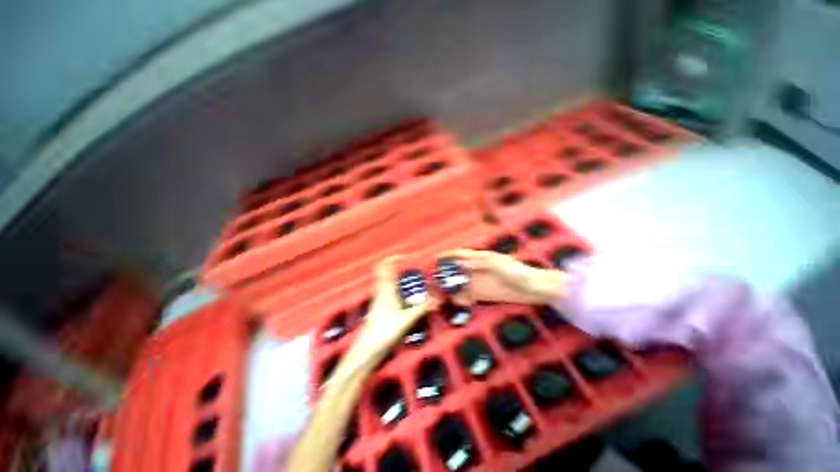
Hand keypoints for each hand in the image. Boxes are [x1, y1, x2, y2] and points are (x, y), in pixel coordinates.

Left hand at [352, 256, 435, 360]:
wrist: (366, 350)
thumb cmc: (384, 331)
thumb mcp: (406, 319)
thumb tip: (439, 299)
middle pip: (384, 271)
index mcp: (386, 289)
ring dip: (395, 276)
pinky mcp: (378, 307)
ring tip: (410, 278)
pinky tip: (404, 295)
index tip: (407, 256)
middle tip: (410, 265)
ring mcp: (378, 299)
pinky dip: (395, 287)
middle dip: (395, 265)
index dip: (394, 258)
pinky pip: (386, 290)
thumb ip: (423, 308)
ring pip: (385, 280)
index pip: (385, 266)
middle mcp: (380, 291)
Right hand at [439, 249, 566, 305]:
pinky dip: (461, 299)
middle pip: (456, 270)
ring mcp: (479, 282)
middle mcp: (476, 269)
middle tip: (433, 281)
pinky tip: (458, 302)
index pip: (460, 254)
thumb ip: (479, 263)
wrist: (534, 289)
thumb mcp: (498, 265)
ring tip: (440, 295)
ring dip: (451, 288)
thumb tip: (460, 262)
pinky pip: (467, 296)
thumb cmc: (518, 272)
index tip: (435, 259)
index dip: (447, 256)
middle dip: (445, 274)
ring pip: (459, 284)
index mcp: (480, 258)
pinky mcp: (482, 294)